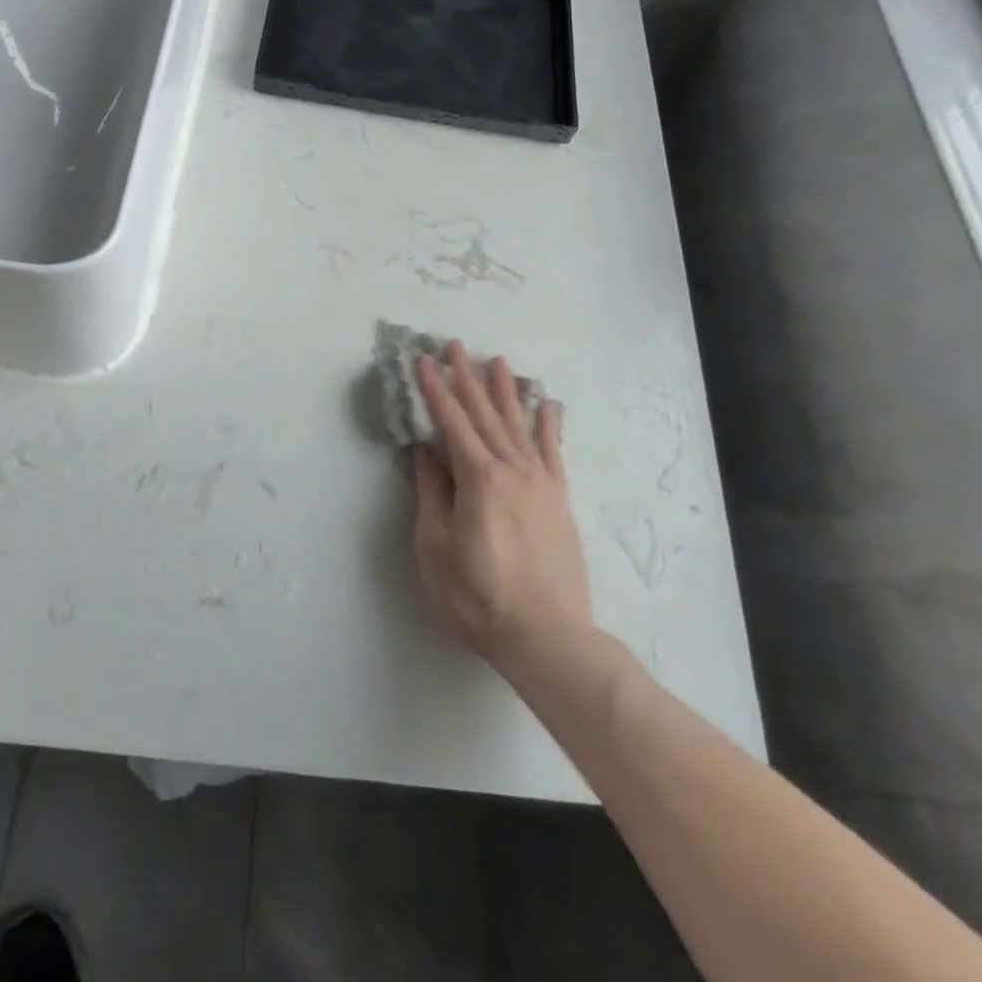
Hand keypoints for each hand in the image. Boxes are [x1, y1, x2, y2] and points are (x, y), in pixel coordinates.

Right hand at [412, 342, 590, 675]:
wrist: (546, 636)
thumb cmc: (477, 596)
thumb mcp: (436, 547)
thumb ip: (432, 493)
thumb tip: (425, 452)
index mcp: (477, 478)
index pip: (450, 422)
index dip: (434, 389)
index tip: (422, 360)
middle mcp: (510, 469)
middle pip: (484, 414)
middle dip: (466, 377)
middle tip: (455, 345)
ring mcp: (540, 482)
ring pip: (518, 424)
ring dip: (504, 390)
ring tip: (497, 360)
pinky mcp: (559, 499)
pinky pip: (553, 451)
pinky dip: (549, 424)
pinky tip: (547, 404)